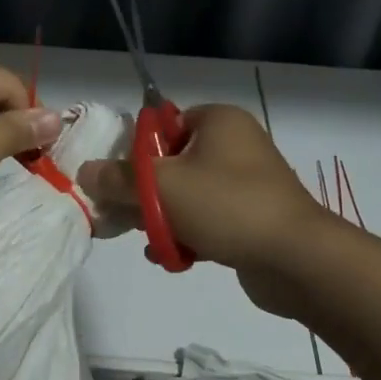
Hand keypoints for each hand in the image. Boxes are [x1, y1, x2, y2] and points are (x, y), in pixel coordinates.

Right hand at [76, 105, 327, 313]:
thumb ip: (118, 178)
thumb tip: (85, 171)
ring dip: (162, 220)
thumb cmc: (226, 206)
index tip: (116, 182)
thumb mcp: (161, 186)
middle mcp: (234, 145)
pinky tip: (171, 258)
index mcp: (218, 121)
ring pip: (185, 197)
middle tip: (124, 217)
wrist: (295, 258)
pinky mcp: (250, 218)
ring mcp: (246, 184)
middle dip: (144, 195)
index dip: (135, 153)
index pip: (162, 126)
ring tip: (150, 242)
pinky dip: (187, 236)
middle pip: (170, 164)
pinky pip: (206, 220)